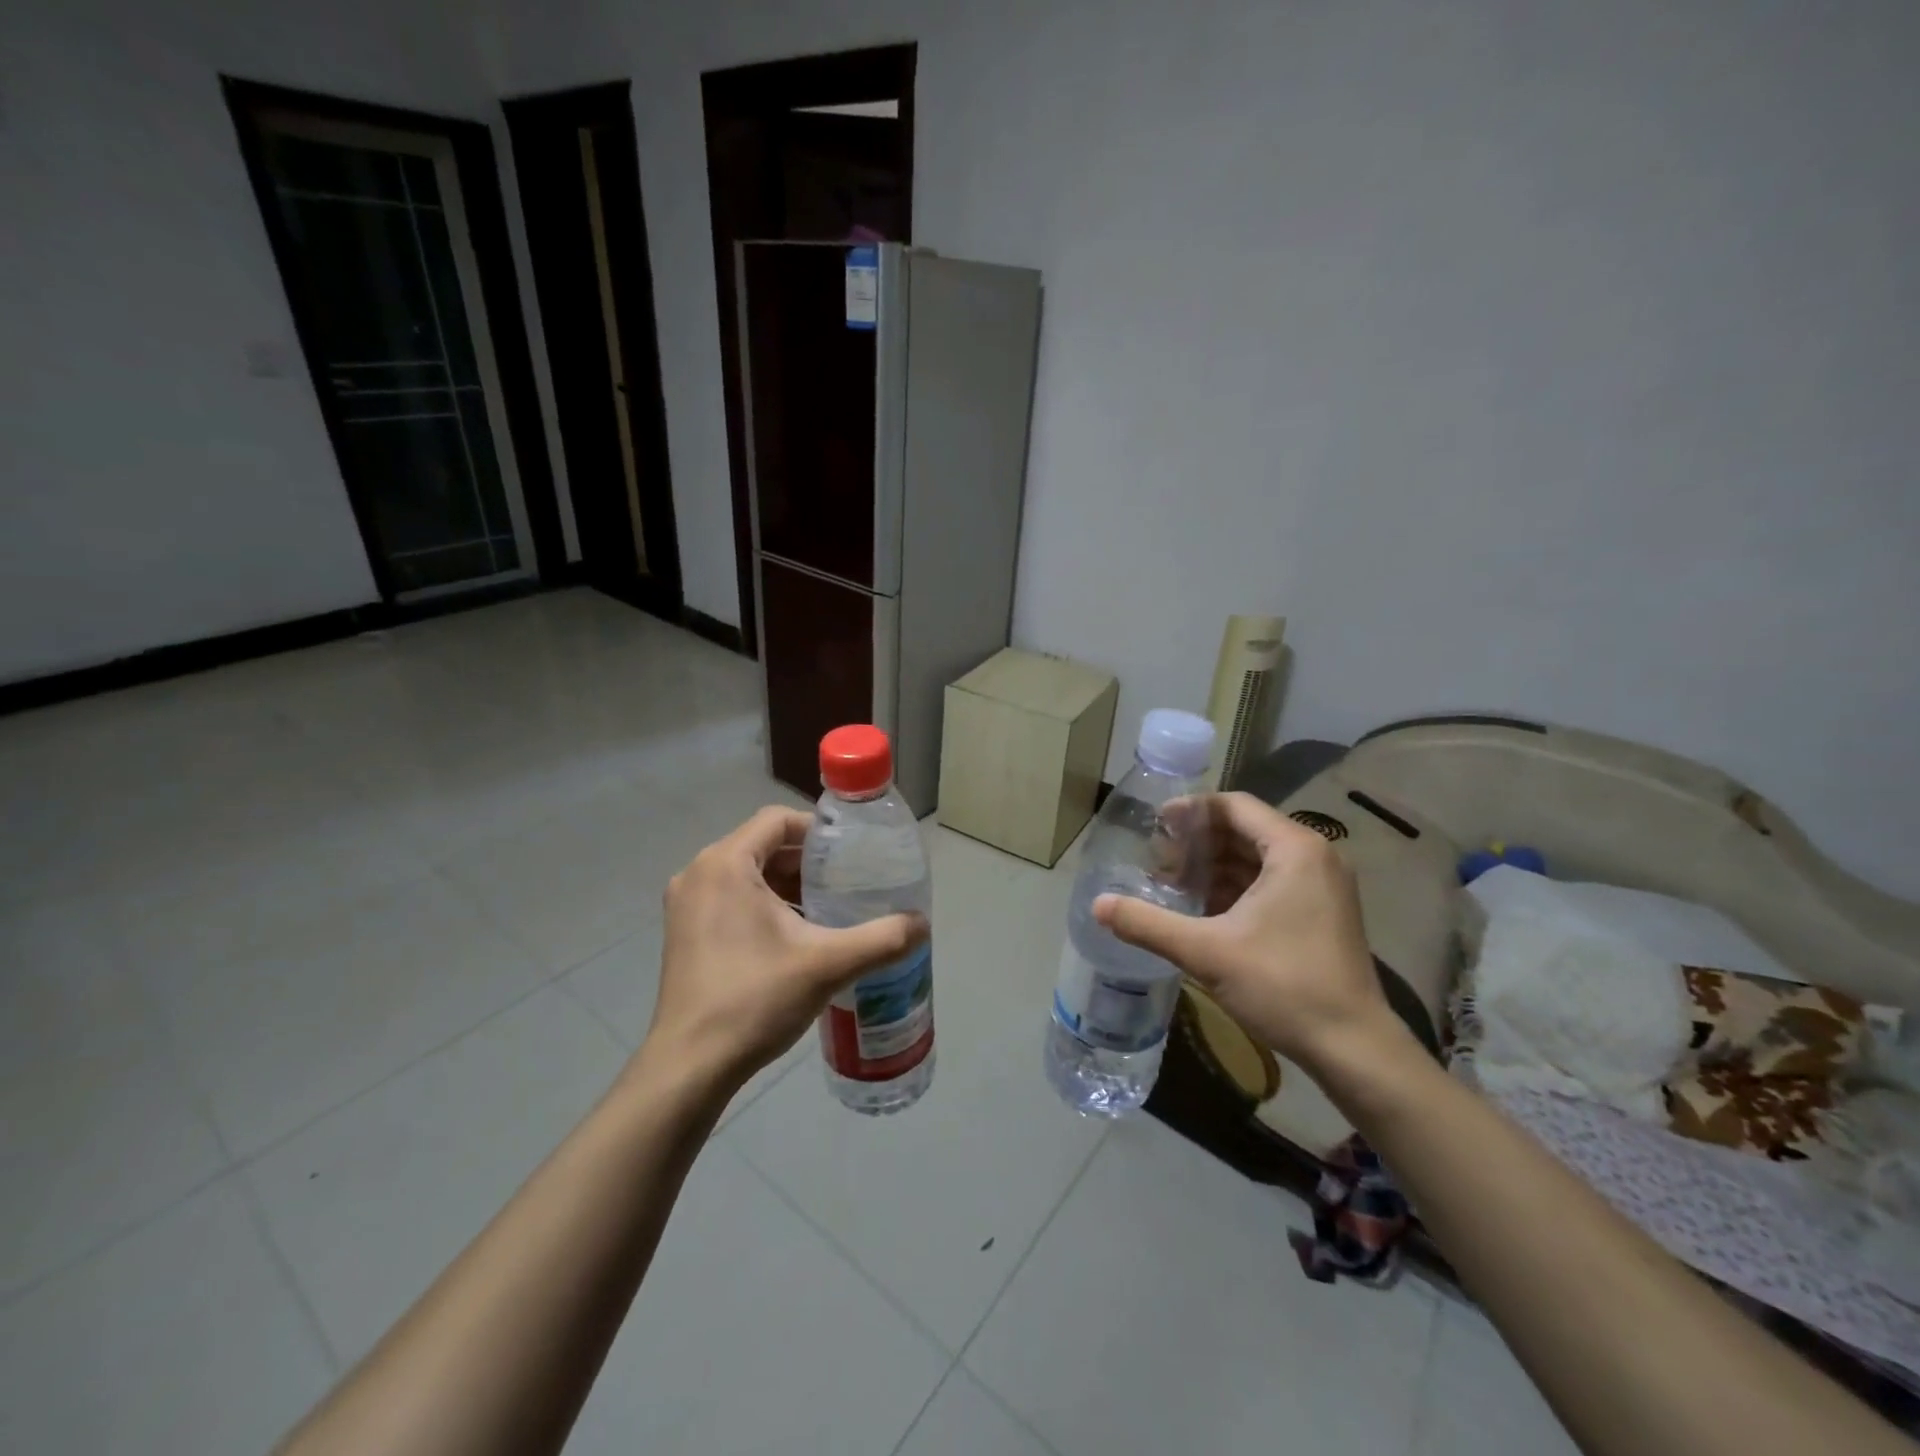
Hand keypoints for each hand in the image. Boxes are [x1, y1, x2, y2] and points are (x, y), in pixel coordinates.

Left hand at [644, 806, 927, 1089]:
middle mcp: (698, 874)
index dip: (818, 831)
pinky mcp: (684, 934)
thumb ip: (881, 939)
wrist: (690, 1066)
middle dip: (807, 863)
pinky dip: (764, 906)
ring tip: (829, 910)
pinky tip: (796, 937)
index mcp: (724, 864)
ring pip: (747, 875)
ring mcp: (685, 906)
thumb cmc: (754, 1000)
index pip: (777, 820)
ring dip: (787, 886)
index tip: (852, 855)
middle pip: (762, 846)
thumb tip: (923, 924)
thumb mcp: (828, 965)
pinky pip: (731, 899)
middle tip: (847, 884)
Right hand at [1094, 792, 1394, 1068]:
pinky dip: (1235, 888)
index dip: (1190, 810)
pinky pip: (1271, 882)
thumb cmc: (1283, 986)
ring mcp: (1322, 886)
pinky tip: (1203, 909)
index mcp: (1295, 849)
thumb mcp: (1206, 952)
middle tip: (1157, 859)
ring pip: (1257, 858)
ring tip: (1172, 884)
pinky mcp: (1322, 912)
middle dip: (1198, 842)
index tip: (1154, 826)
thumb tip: (1097, 906)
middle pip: (1244, 830)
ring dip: (1214, 866)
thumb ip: (1147, 924)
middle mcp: (1314, 857)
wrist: (1354, 1048)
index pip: (1234, 806)